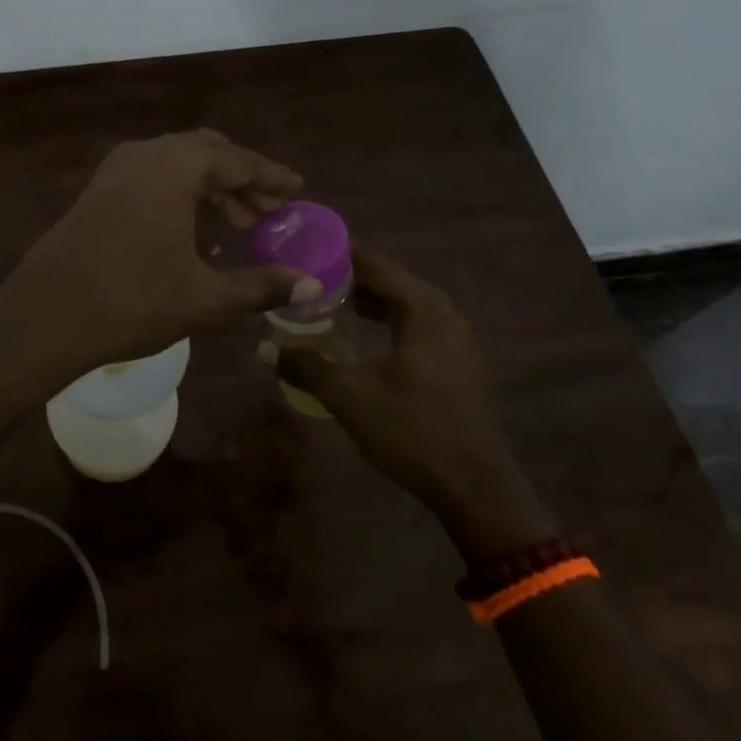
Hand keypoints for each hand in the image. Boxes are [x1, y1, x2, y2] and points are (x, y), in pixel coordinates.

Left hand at [0, 130, 315, 381]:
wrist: (45, 317)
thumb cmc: (132, 301)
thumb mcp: (204, 296)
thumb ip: (261, 285)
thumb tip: (313, 287)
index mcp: (175, 166)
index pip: (237, 161)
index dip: (271, 178)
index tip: (298, 191)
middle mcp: (144, 155)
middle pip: (207, 154)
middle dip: (242, 182)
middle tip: (269, 213)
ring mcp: (115, 171)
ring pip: (176, 166)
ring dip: (210, 190)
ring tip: (238, 229)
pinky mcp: (96, 191)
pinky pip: (151, 179)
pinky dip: (179, 196)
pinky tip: (192, 236)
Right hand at [261, 246, 558, 555]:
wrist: (478, 489)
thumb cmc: (414, 432)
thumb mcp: (351, 397)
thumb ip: (306, 366)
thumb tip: (262, 348)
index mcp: (422, 308)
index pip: (372, 262)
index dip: (334, 254)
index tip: (299, 251)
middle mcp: (442, 311)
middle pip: (386, 279)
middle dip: (344, 278)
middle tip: (302, 280)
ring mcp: (454, 336)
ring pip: (400, 302)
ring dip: (364, 301)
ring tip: (321, 305)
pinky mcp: (455, 359)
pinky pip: (412, 323)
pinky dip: (383, 320)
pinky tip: (357, 337)